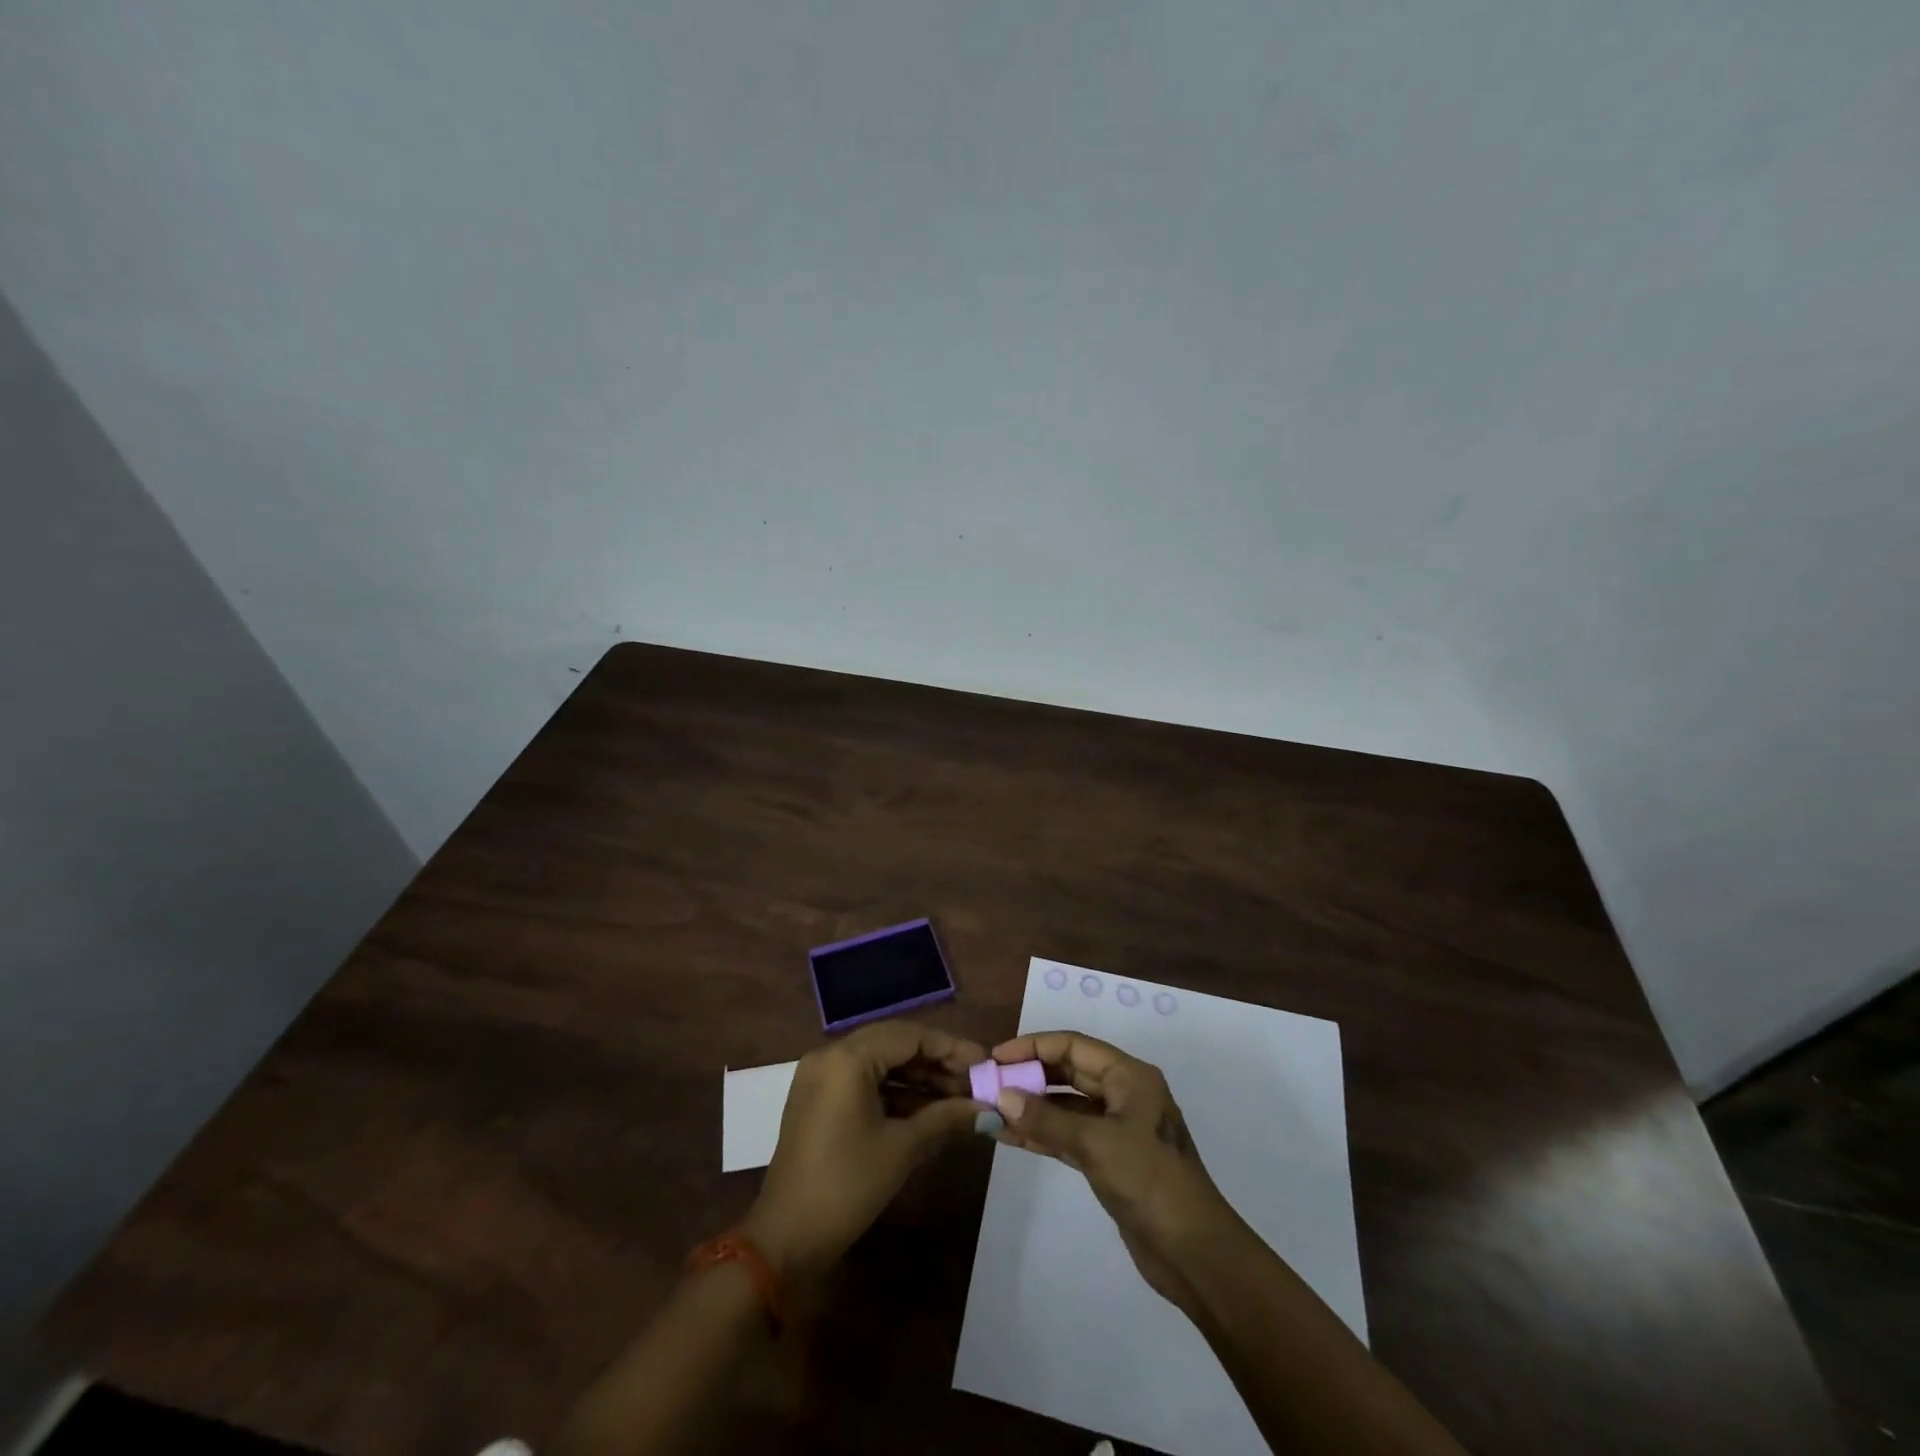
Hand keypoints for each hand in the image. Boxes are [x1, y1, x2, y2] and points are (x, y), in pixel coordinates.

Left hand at [742, 1019, 985, 1280]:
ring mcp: (821, 1077)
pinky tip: (928, 1110)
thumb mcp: (902, 1149)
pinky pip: (864, 1081)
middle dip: (937, 1062)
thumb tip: (990, 1110)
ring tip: (958, 1099)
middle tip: (974, 1082)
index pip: (910, 1036)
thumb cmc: (847, 1186)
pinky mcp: (819, 1099)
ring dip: (918, 1079)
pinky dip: (895, 1092)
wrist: (785, 1240)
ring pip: (880, 1062)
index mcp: (847, 1058)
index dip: (951, 1048)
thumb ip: (947, 1118)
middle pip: (895, 1043)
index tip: (985, 1063)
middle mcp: (831, 1055)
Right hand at [988, 1031, 1243, 1308]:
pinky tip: (1009, 1136)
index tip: (996, 1057)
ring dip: (1031, 1106)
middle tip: (989, 1082)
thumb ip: (1046, 1119)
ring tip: (990, 1108)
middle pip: (1068, 1071)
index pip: (1073, 1045)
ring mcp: (1116, 1127)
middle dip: (1029, 1075)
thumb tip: (1001, 1097)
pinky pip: (1068, 1135)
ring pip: (1065, 1105)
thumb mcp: (1096, 1144)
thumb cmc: (1150, 1181)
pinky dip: (1041, 1134)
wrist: (1194, 1253)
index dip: (1033, 1046)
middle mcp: (1123, 1093)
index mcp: (1129, 1076)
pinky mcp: (1109, 1159)